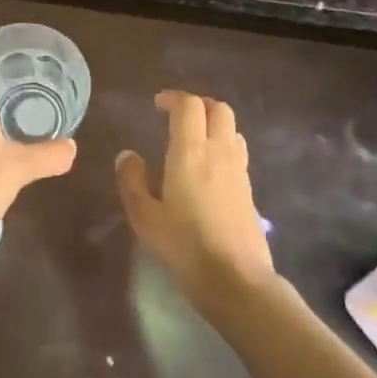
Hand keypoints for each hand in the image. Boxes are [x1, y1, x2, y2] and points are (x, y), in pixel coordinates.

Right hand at [116, 91, 275, 313]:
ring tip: (192, 137)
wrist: (235, 279)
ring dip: (213, 122)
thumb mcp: (144, 216)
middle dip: (198, 104)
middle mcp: (218, 152)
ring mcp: (238, 170)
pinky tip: (207, 166)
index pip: (189, 106)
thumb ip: (132, 181)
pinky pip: (237, 150)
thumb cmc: (184, 246)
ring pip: (232, 128)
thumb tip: (128, 155)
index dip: (173, 98)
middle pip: (218, 108)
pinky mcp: (248, 189)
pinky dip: (222, 143)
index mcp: (190, 152)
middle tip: (176, 114)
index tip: (157, 104)